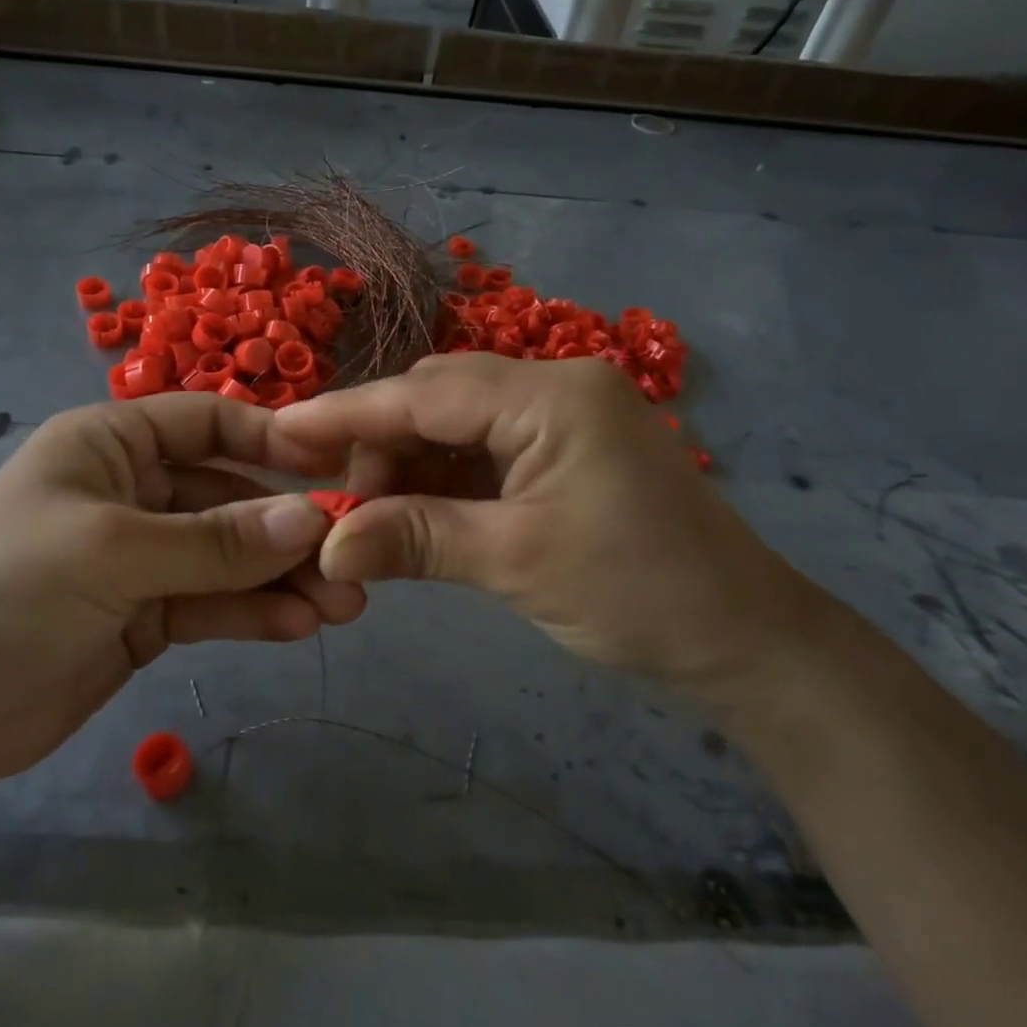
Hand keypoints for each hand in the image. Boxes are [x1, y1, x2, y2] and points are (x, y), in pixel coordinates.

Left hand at [0, 395, 363, 791]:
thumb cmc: (6, 594)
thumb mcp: (113, 553)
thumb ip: (216, 542)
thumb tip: (312, 520)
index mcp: (111, 445)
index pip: (207, 423)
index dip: (271, 441)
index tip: (333, 469)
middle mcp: (132, 491)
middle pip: (228, 497)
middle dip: (286, 529)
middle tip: (350, 561)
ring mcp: (141, 557)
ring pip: (228, 557)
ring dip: (282, 578)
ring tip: (342, 604)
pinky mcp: (147, 615)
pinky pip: (213, 603)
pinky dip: (253, 613)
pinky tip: (298, 627)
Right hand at [274, 354, 826, 694]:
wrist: (747, 641)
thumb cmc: (639, 594)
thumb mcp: (515, 562)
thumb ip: (415, 540)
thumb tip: (325, 548)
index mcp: (550, 395)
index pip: (424, 393)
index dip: (347, 414)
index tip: (280, 433)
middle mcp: (554, 386)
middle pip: (437, 399)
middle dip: (380, 445)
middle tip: (338, 505)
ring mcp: (562, 417)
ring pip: (456, 424)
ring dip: (408, 467)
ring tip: (372, 520)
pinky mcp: (564, 451)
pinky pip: (484, 451)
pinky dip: (443, 481)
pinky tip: (415, 515)